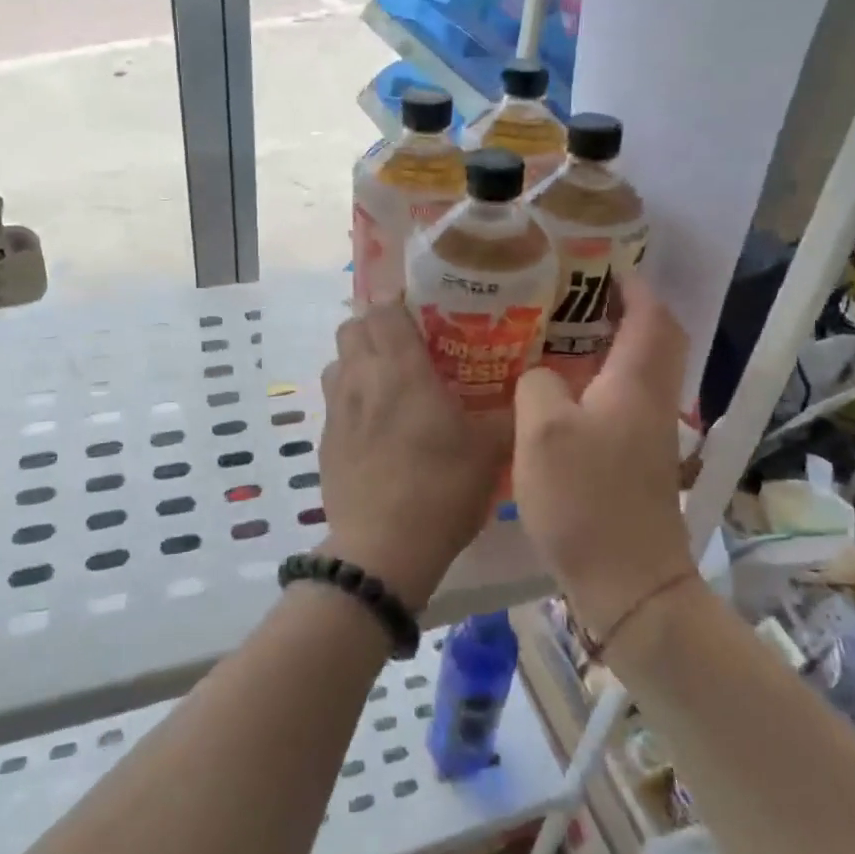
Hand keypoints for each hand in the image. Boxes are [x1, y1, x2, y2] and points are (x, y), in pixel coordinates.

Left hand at [318, 305, 511, 609]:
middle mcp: (360, 378)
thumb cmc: (441, 489)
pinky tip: (376, 425)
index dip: (400, 303)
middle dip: (377, 326)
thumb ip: (509, 412)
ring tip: (390, 381)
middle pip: (353, 326)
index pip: (384, 309)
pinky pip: (334, 399)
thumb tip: (531, 389)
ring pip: (338, 361)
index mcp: (399, 369)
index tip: (426, 313)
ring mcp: (335, 410)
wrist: (382, 550)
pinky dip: (351, 396)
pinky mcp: (324, 441)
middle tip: (411, 345)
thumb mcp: (490, 449)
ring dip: (359, 359)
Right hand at [513, 275, 696, 639]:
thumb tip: (541, 374)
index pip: (651, 315)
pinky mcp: (634, 459)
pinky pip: (620, 398)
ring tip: (555, 332)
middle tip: (572, 294)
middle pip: (653, 339)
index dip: (631, 283)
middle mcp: (651, 399)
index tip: (598, 262)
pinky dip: (596, 379)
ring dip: (607, 344)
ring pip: (636, 369)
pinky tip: (555, 389)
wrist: (627, 582)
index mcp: (636, 382)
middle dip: (622, 309)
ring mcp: (646, 432)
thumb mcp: (543, 431)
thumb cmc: (586, 499)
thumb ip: (538, 383)